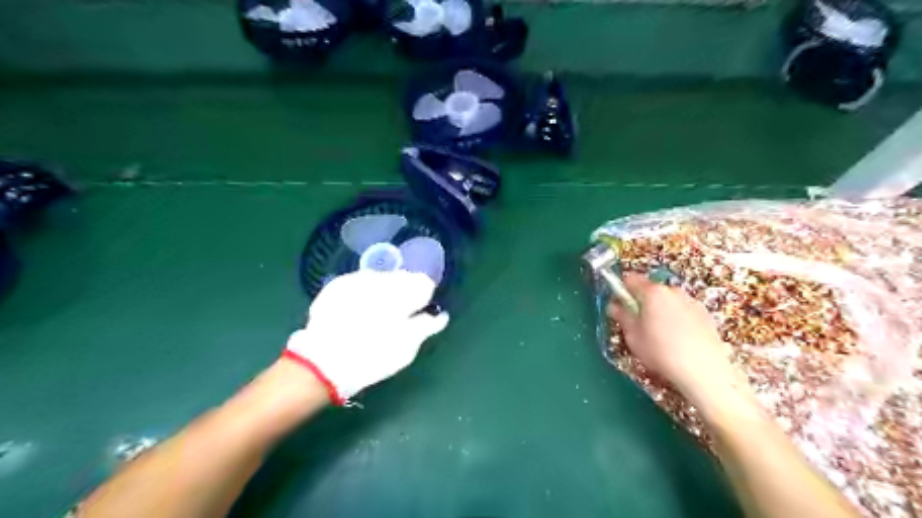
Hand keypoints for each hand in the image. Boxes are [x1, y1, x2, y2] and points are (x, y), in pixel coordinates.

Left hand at [284, 270, 451, 403]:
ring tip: (377, 311)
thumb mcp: (407, 347)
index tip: (420, 309)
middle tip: (399, 312)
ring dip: (383, 290)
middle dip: (403, 290)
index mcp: (402, 292)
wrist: (324, 362)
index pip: (423, 283)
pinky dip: (364, 292)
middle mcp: (380, 279)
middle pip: (401, 277)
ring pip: (379, 278)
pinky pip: (358, 283)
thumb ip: (426, 326)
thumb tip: (441, 316)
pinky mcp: (336, 286)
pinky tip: (358, 309)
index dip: (423, 295)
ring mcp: (356, 280)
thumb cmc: (373, 356)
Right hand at [611, 275, 738, 396]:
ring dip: (660, 310)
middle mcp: (672, 290)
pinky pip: (683, 310)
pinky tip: (679, 340)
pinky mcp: (705, 314)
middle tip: (639, 324)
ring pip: (668, 300)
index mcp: (652, 292)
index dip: (621, 290)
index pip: (630, 279)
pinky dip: (677, 318)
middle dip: (642, 302)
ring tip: (661, 335)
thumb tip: (614, 306)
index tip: (620, 305)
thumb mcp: (633, 336)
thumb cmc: (660, 351)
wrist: (704, 370)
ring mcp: (691, 301)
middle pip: (650, 289)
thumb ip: (622, 316)